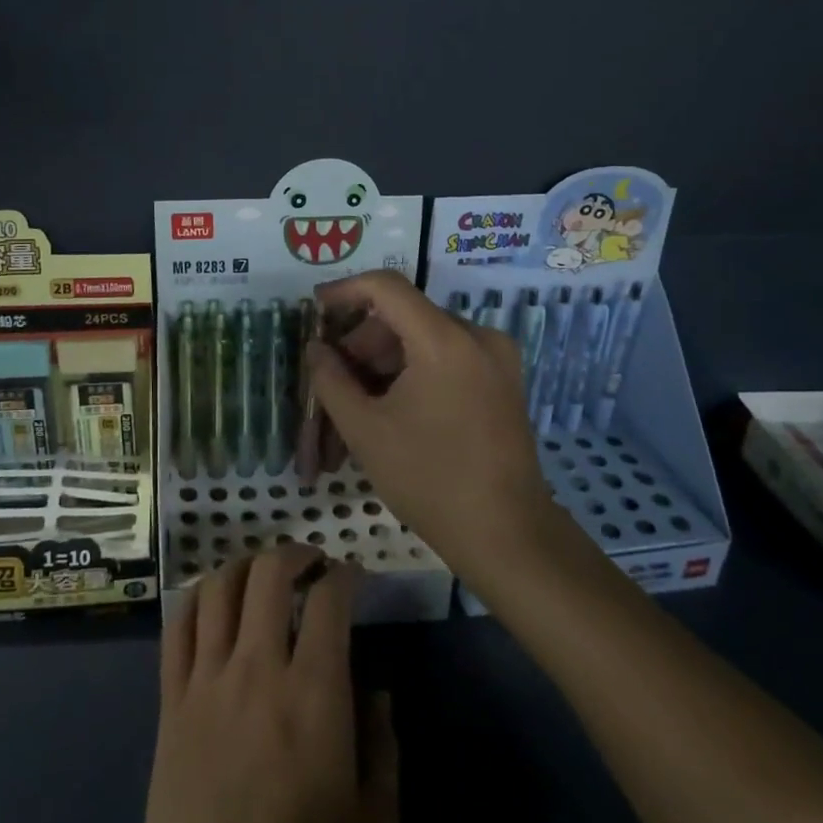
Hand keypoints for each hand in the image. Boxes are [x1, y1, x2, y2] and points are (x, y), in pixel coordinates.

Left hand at [121, 547, 397, 822]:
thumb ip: (386, 747)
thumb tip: (378, 687)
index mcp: (314, 694)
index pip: (329, 600)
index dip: (345, 575)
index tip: (354, 577)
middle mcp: (258, 668)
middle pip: (269, 574)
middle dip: (295, 553)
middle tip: (310, 561)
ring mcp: (208, 678)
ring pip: (218, 587)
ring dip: (244, 565)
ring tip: (262, 573)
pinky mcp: (170, 697)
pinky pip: (177, 625)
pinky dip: (196, 598)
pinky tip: (212, 602)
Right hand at [306, 269, 560, 580]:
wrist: (506, 535)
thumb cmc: (428, 479)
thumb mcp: (365, 428)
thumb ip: (331, 379)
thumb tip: (317, 348)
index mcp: (444, 339)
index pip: (386, 287)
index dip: (344, 291)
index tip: (315, 309)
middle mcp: (477, 336)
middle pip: (403, 318)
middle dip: (361, 345)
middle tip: (331, 383)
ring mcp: (496, 358)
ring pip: (423, 340)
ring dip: (384, 364)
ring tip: (356, 408)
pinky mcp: (503, 381)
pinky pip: (446, 358)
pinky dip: (412, 374)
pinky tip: (391, 410)